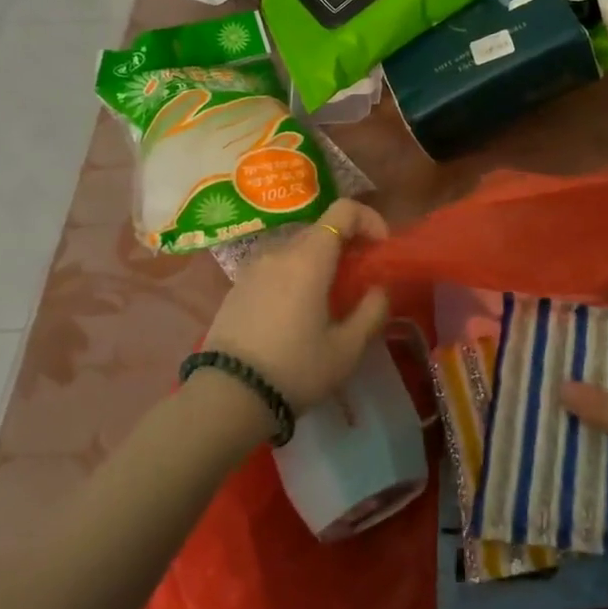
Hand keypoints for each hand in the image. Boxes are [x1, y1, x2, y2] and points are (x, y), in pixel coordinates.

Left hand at [203, 199, 390, 412]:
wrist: (227, 397)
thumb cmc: (295, 369)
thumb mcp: (347, 348)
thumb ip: (372, 311)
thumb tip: (379, 289)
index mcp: (309, 258)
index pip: (344, 210)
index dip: (369, 220)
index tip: (380, 248)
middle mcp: (279, 252)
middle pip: (320, 229)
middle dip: (347, 245)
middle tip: (360, 279)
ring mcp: (253, 268)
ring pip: (296, 250)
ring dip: (320, 262)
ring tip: (329, 300)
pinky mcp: (237, 288)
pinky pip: (275, 268)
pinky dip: (295, 276)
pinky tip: (297, 314)